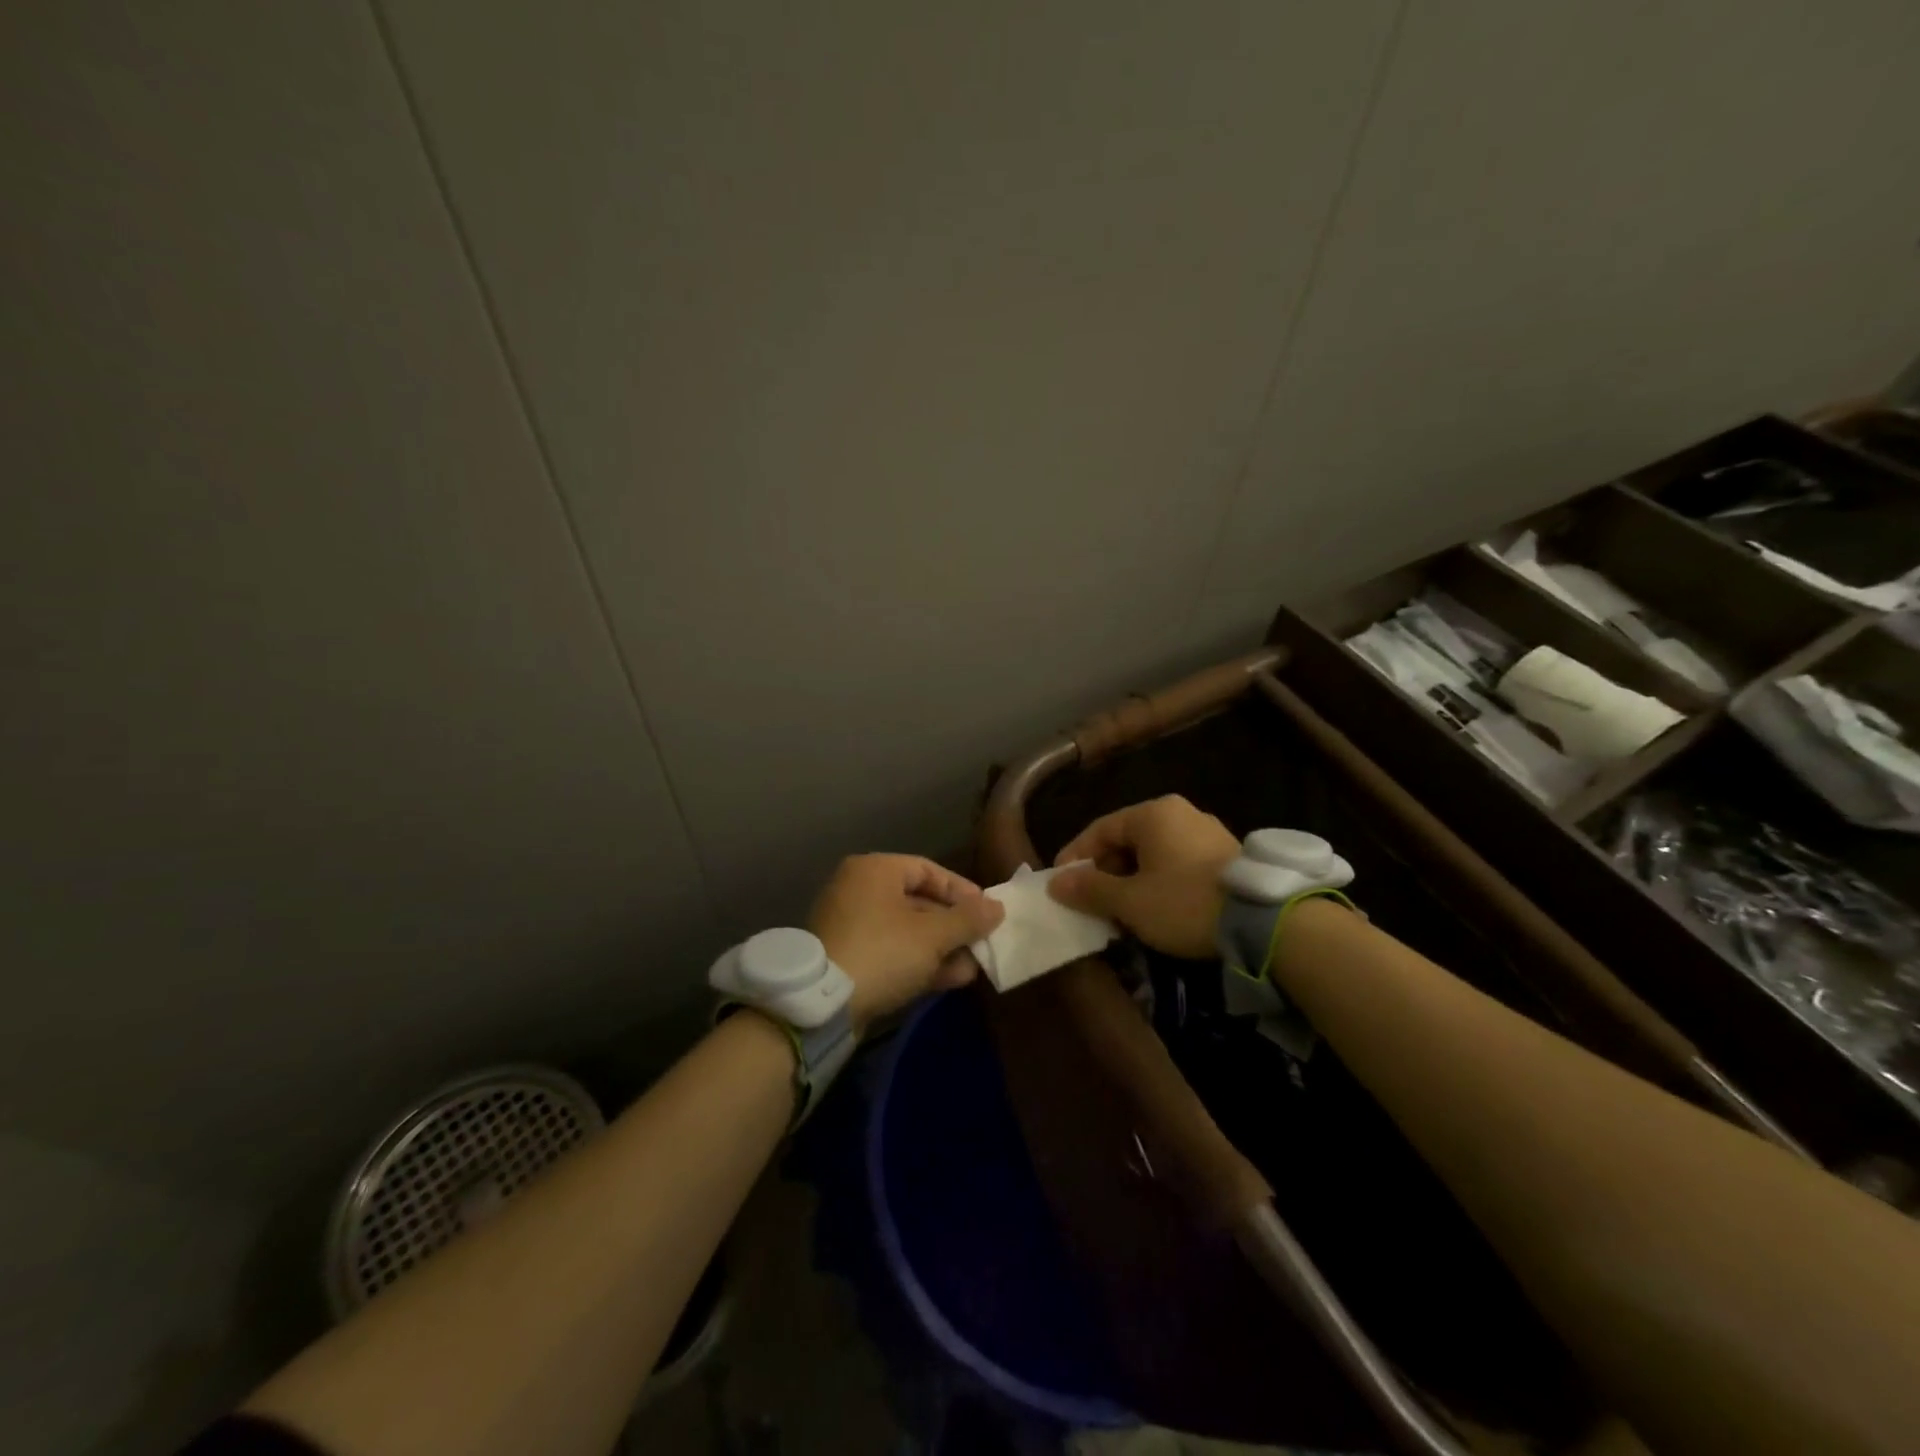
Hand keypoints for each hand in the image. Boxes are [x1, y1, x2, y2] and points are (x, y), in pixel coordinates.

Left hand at [809, 854, 1003, 1031]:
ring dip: (942, 948)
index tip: (987, 912)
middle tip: (982, 943)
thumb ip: (968, 920)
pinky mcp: (847, 957)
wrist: (822, 1004)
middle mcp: (859, 890)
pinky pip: (891, 951)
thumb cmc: (883, 951)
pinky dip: (919, 961)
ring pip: (907, 931)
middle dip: (954, 926)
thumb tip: (998, 907)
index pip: (928, 870)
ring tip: (973, 967)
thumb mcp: (933, 935)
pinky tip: (951, 979)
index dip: (961, 890)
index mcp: (875, 870)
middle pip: (918, 901)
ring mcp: (850, 925)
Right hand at [1048, 795, 1238, 958]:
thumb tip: (1055, 884)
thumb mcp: (1130, 901)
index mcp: (1153, 814)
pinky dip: (1158, 883)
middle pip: (1127, 840)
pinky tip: (1155, 909)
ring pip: (1153, 854)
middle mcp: (1180, 813)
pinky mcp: (1226, 856)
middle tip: (1090, 903)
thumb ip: (1089, 890)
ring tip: (1120, 911)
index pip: (1099, 830)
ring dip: (1131, 880)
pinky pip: (1177, 863)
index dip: (1075, 857)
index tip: (1059, 884)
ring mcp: (1207, 832)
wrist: (1264, 921)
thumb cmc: (1184, 902)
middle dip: (1104, 872)